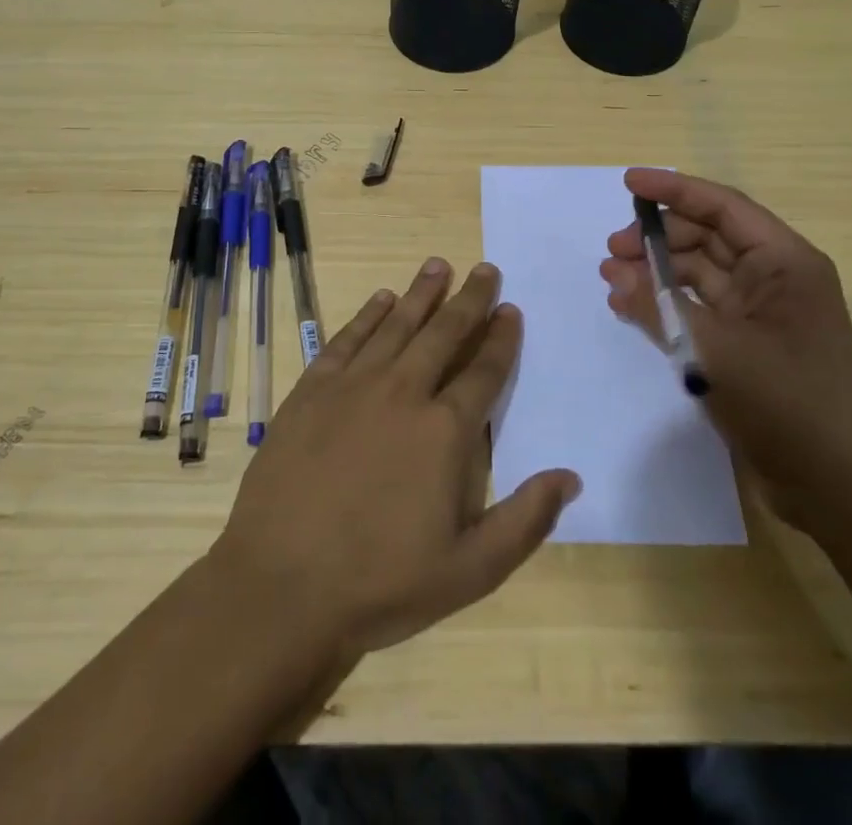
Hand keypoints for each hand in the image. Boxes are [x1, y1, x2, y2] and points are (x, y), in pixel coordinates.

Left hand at [209, 259, 581, 659]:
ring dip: (421, 293)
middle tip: (485, 269)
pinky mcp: (312, 390)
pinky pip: (347, 339)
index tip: (511, 310)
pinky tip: (381, 299)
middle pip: (444, 333)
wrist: (282, 586)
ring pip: (397, 325)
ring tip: (438, 265)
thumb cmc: (381, 583)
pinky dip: (367, 315)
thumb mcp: (470, 571)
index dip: (501, 338)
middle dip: (469, 299)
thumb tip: (570, 476)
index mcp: (444, 431)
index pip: (484, 371)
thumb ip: (525, 521)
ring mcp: (353, 386)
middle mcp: (403, 392)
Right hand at [600, 168, 851, 528]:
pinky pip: (700, 307)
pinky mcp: (748, 344)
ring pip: (700, 272)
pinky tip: (632, 307)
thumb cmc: (786, 405)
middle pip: (708, 236)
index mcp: (786, 263)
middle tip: (613, 249)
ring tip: (613, 280)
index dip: (674, 190)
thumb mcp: (716, 351)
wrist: (835, 489)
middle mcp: (776, 278)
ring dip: (657, 271)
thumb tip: (614, 275)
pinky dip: (667, 303)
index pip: (723, 207)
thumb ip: (660, 307)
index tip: (629, 182)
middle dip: (659, 237)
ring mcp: (762, 312)